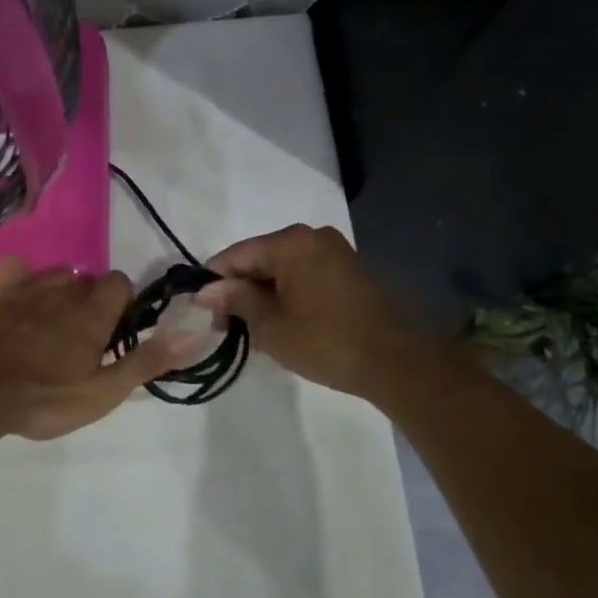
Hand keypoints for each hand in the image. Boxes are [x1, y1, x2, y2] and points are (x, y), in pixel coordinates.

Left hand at [0, 257, 190, 440]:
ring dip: (59, 291)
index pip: (120, 282)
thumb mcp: (103, 392)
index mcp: (91, 312)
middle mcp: (62, 291)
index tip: (114, 333)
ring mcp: (25, 290)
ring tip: (52, 326)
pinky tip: (18, 300)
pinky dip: (20, 279)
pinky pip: (14, 271)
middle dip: (91, 301)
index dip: (122, 304)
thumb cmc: (44, 398)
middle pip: (87, 280)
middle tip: (83, 340)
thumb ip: (147, 360)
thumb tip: (194, 330)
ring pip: (54, 275)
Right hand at [197, 224, 435, 396]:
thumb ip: (235, 301)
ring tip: (252, 327)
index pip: (235, 255)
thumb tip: (207, 291)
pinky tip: (281, 320)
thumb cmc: (325, 341)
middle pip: (260, 258)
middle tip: (225, 323)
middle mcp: (313, 236)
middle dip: (240, 288)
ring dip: (264, 292)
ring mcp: (335, 251)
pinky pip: (304, 275)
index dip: (213, 281)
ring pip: (282, 268)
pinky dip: (288, 293)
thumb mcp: (270, 325)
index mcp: (290, 243)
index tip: (200, 309)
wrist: (396, 361)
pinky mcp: (350, 270)